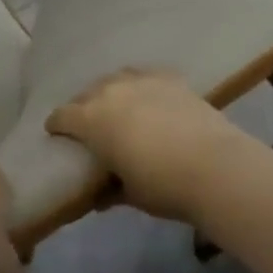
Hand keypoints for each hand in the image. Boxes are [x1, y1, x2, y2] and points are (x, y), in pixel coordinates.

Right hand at [46, 69, 253, 223]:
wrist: (215, 167)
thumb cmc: (162, 186)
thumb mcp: (129, 194)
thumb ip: (109, 189)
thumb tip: (99, 196)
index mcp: (91, 120)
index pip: (62, 116)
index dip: (56, 126)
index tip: (56, 135)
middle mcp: (110, 92)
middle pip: (86, 93)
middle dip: (82, 107)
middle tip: (88, 125)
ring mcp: (142, 81)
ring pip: (115, 79)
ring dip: (110, 92)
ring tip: (118, 107)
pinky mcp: (170, 78)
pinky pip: (145, 76)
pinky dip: (141, 86)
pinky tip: (148, 97)